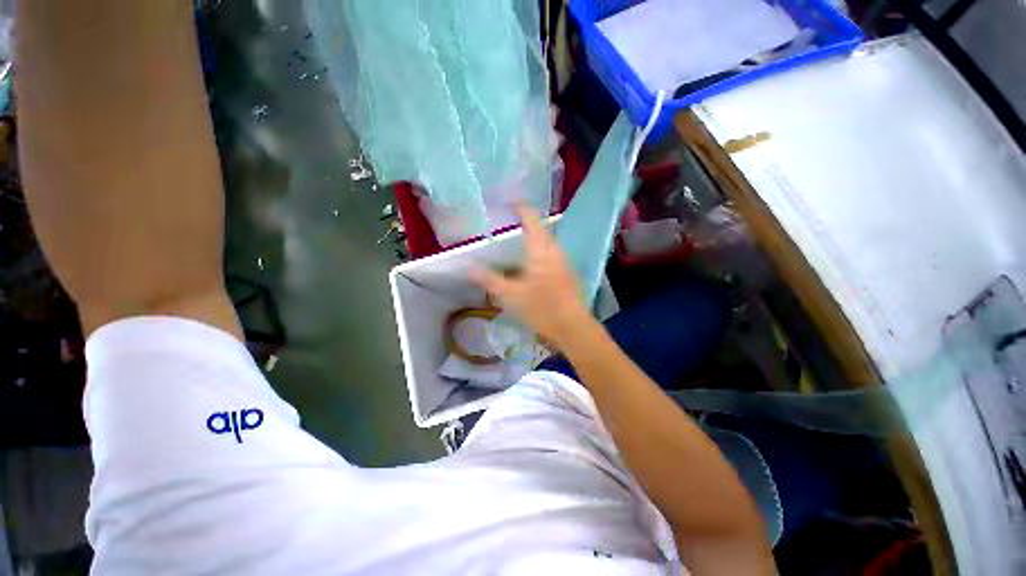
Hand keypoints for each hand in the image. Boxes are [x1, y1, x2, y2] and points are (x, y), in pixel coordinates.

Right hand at [470, 206, 593, 345]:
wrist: (572, 327)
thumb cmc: (541, 307)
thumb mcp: (510, 294)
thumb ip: (489, 279)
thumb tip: (468, 266)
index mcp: (541, 249)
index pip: (530, 218)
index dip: (519, 206)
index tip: (506, 201)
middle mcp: (554, 250)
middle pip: (539, 228)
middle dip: (524, 223)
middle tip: (506, 223)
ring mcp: (562, 261)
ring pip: (545, 242)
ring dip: (531, 238)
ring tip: (514, 242)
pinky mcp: (566, 272)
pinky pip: (549, 254)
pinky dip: (536, 251)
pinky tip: (527, 264)